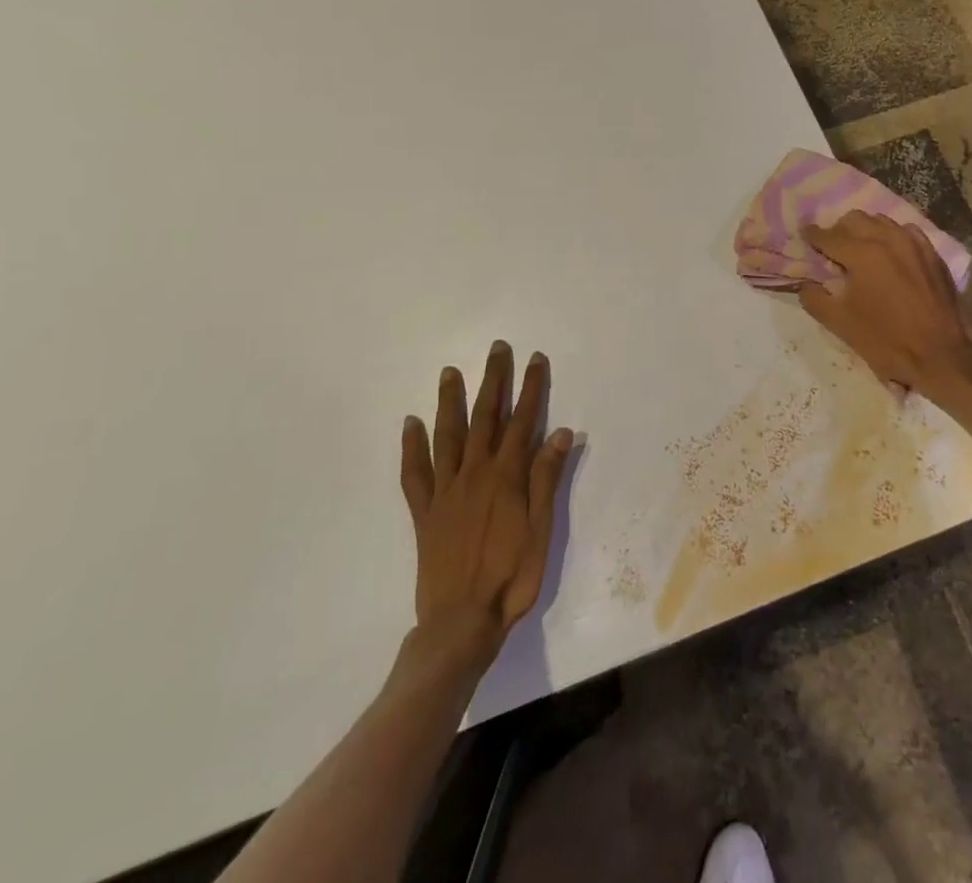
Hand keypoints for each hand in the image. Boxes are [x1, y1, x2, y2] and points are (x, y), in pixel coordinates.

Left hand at [399, 341, 573, 677]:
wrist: (461, 623)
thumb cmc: (511, 578)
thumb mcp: (541, 530)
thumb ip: (547, 479)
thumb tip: (560, 431)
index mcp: (506, 477)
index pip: (523, 421)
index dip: (531, 388)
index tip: (535, 359)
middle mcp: (475, 474)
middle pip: (485, 418)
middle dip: (493, 380)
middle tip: (496, 348)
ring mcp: (446, 491)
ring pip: (447, 435)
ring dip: (450, 401)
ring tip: (450, 371)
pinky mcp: (425, 513)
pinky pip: (415, 473)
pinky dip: (412, 446)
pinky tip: (411, 423)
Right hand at [798, 212, 971, 390]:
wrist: (941, 357)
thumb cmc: (886, 341)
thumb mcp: (840, 325)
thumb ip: (815, 299)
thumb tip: (806, 284)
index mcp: (862, 253)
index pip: (828, 236)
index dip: (813, 235)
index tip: (805, 236)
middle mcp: (887, 239)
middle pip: (855, 219)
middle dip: (839, 230)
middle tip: (832, 248)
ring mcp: (914, 244)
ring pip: (882, 221)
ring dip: (865, 230)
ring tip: (860, 248)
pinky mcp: (933, 254)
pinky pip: (906, 232)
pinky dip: (892, 236)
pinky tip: (891, 252)